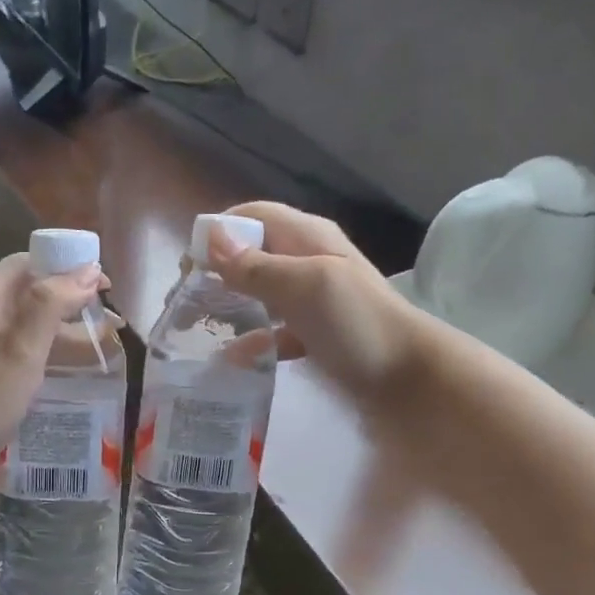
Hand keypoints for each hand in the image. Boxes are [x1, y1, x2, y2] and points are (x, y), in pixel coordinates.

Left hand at [0, 252, 105, 491]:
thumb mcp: (21, 351)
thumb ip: (52, 306)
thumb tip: (89, 269)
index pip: (27, 264)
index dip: (66, 266)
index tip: (104, 285)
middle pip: (29, 293)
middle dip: (70, 301)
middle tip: (110, 319)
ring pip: (27, 325)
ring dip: (63, 330)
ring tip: (104, 344)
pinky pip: (19, 350)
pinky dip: (47, 353)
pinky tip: (72, 369)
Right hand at [206, 202, 424, 403]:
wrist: (410, 377)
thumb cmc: (357, 323)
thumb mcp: (305, 286)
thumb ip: (257, 266)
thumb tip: (210, 239)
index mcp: (307, 237)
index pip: (252, 217)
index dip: (217, 234)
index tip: (188, 268)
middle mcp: (307, 261)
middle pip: (252, 255)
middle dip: (216, 273)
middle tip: (184, 305)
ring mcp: (312, 299)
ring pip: (259, 293)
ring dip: (230, 307)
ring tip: (198, 330)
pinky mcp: (315, 333)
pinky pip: (274, 331)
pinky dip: (254, 341)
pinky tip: (235, 360)